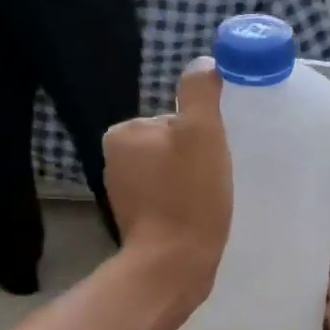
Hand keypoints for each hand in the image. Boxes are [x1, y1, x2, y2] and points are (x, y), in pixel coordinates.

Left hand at [103, 61, 231, 304]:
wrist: (173, 266)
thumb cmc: (188, 196)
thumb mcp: (201, 132)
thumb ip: (200, 92)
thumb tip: (204, 63)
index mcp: (123, 133)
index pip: (174, 120)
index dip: (202, 135)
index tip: (215, 158)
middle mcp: (114, 161)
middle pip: (173, 145)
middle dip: (196, 160)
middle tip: (215, 181)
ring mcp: (123, 194)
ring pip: (172, 173)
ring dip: (192, 184)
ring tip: (209, 203)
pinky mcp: (135, 222)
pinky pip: (167, 200)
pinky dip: (184, 205)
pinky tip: (198, 219)